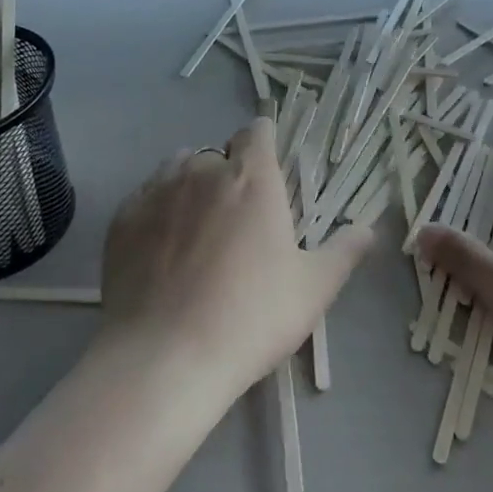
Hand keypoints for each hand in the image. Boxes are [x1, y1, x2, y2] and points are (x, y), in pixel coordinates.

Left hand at [99, 117, 372, 398]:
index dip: (265, 142)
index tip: (270, 166)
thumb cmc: (250, 318)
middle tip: (238, 216)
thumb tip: (369, 227)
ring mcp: (158, 191)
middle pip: (219, 152)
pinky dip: (158, 208)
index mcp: (252, 178)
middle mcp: (203, 170)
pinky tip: (161, 245)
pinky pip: (146, 195)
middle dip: (230, 172)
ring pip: (179, 167)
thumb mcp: (313, 289)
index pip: (258, 131)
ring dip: (191, 183)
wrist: (163, 359)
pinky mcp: (123, 218)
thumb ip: (344, 251)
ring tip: (197, 226)